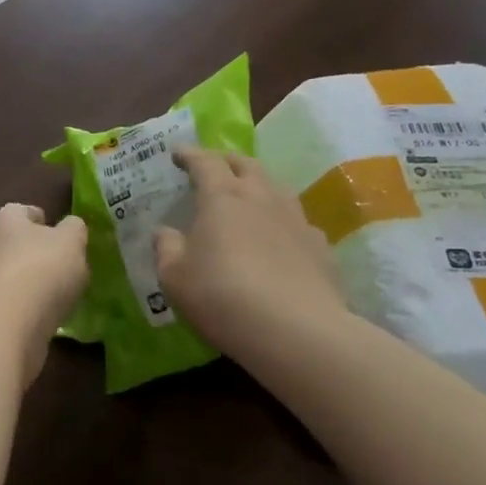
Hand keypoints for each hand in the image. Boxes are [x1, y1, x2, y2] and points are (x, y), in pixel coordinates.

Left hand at [0, 203, 88, 372]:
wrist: (5, 324)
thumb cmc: (41, 269)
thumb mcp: (72, 242)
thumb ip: (74, 230)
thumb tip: (70, 227)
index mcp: (4, 218)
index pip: (25, 212)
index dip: (45, 222)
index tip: (63, 239)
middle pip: (14, 243)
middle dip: (35, 254)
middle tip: (63, 269)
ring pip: (9, 274)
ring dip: (28, 283)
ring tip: (56, 297)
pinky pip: (7, 303)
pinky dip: (22, 308)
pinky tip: (41, 318)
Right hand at [155, 148, 349, 357]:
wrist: (296, 331)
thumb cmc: (223, 296)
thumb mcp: (175, 276)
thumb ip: (166, 248)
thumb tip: (165, 232)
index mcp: (222, 196)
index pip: (204, 161)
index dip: (189, 154)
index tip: (178, 153)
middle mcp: (261, 197)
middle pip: (246, 164)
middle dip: (227, 161)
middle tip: (214, 167)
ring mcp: (296, 219)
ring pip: (276, 188)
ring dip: (258, 186)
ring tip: (248, 197)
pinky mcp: (320, 246)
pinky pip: (297, 222)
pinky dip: (282, 222)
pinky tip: (280, 239)